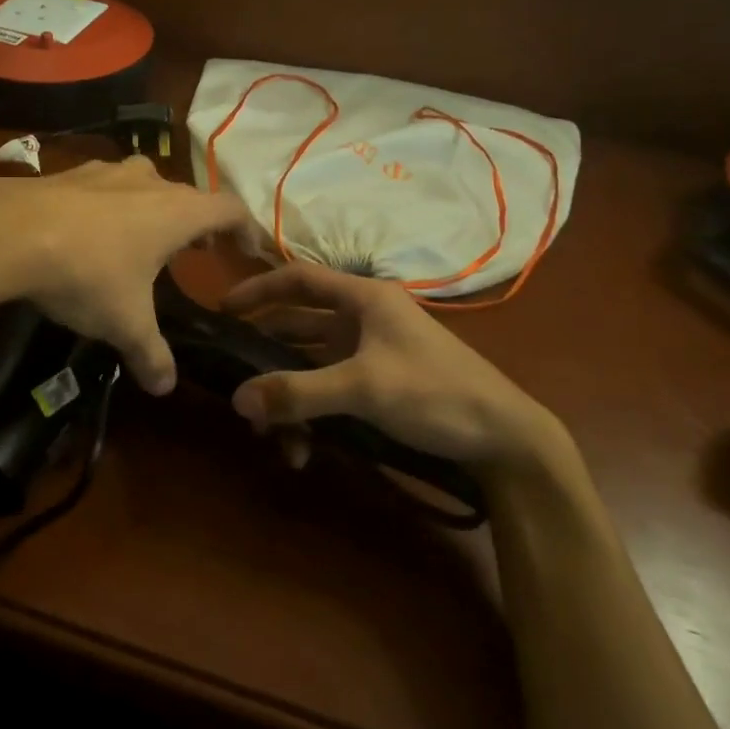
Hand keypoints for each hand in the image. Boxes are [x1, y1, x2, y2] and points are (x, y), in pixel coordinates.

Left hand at [0, 157, 246, 396]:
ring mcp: (105, 172)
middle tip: (196, 250)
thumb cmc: (87, 274)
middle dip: (196, 222)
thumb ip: (151, 353)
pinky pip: (103, 186)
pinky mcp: (68, 173)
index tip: (248, 250)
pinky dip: (110, 205)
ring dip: (152, 208)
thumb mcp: (125, 323)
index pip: (229, 209)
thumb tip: (165, 387)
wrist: (7, 233)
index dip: (245, 228)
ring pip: (143, 183)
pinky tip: (90, 230)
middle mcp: (147, 182)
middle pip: (186, 195)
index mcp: (176, 212)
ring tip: (144, 238)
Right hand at [222, 263, 571, 476]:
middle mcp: (364, 319)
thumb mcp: (363, 388)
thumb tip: (236, 399)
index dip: (259, 289)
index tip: (223, 309)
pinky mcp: (378, 385)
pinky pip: (330, 391)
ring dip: (288, 396)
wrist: (506, 438)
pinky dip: (312, 414)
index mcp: (364, 299)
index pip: (299, 279)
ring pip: (311, 366)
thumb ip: (298, 392)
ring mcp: (371, 354)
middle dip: (266, 357)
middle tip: (234, 381)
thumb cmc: (435, 392)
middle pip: (299, 326)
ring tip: (269, 433)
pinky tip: (304, 449)